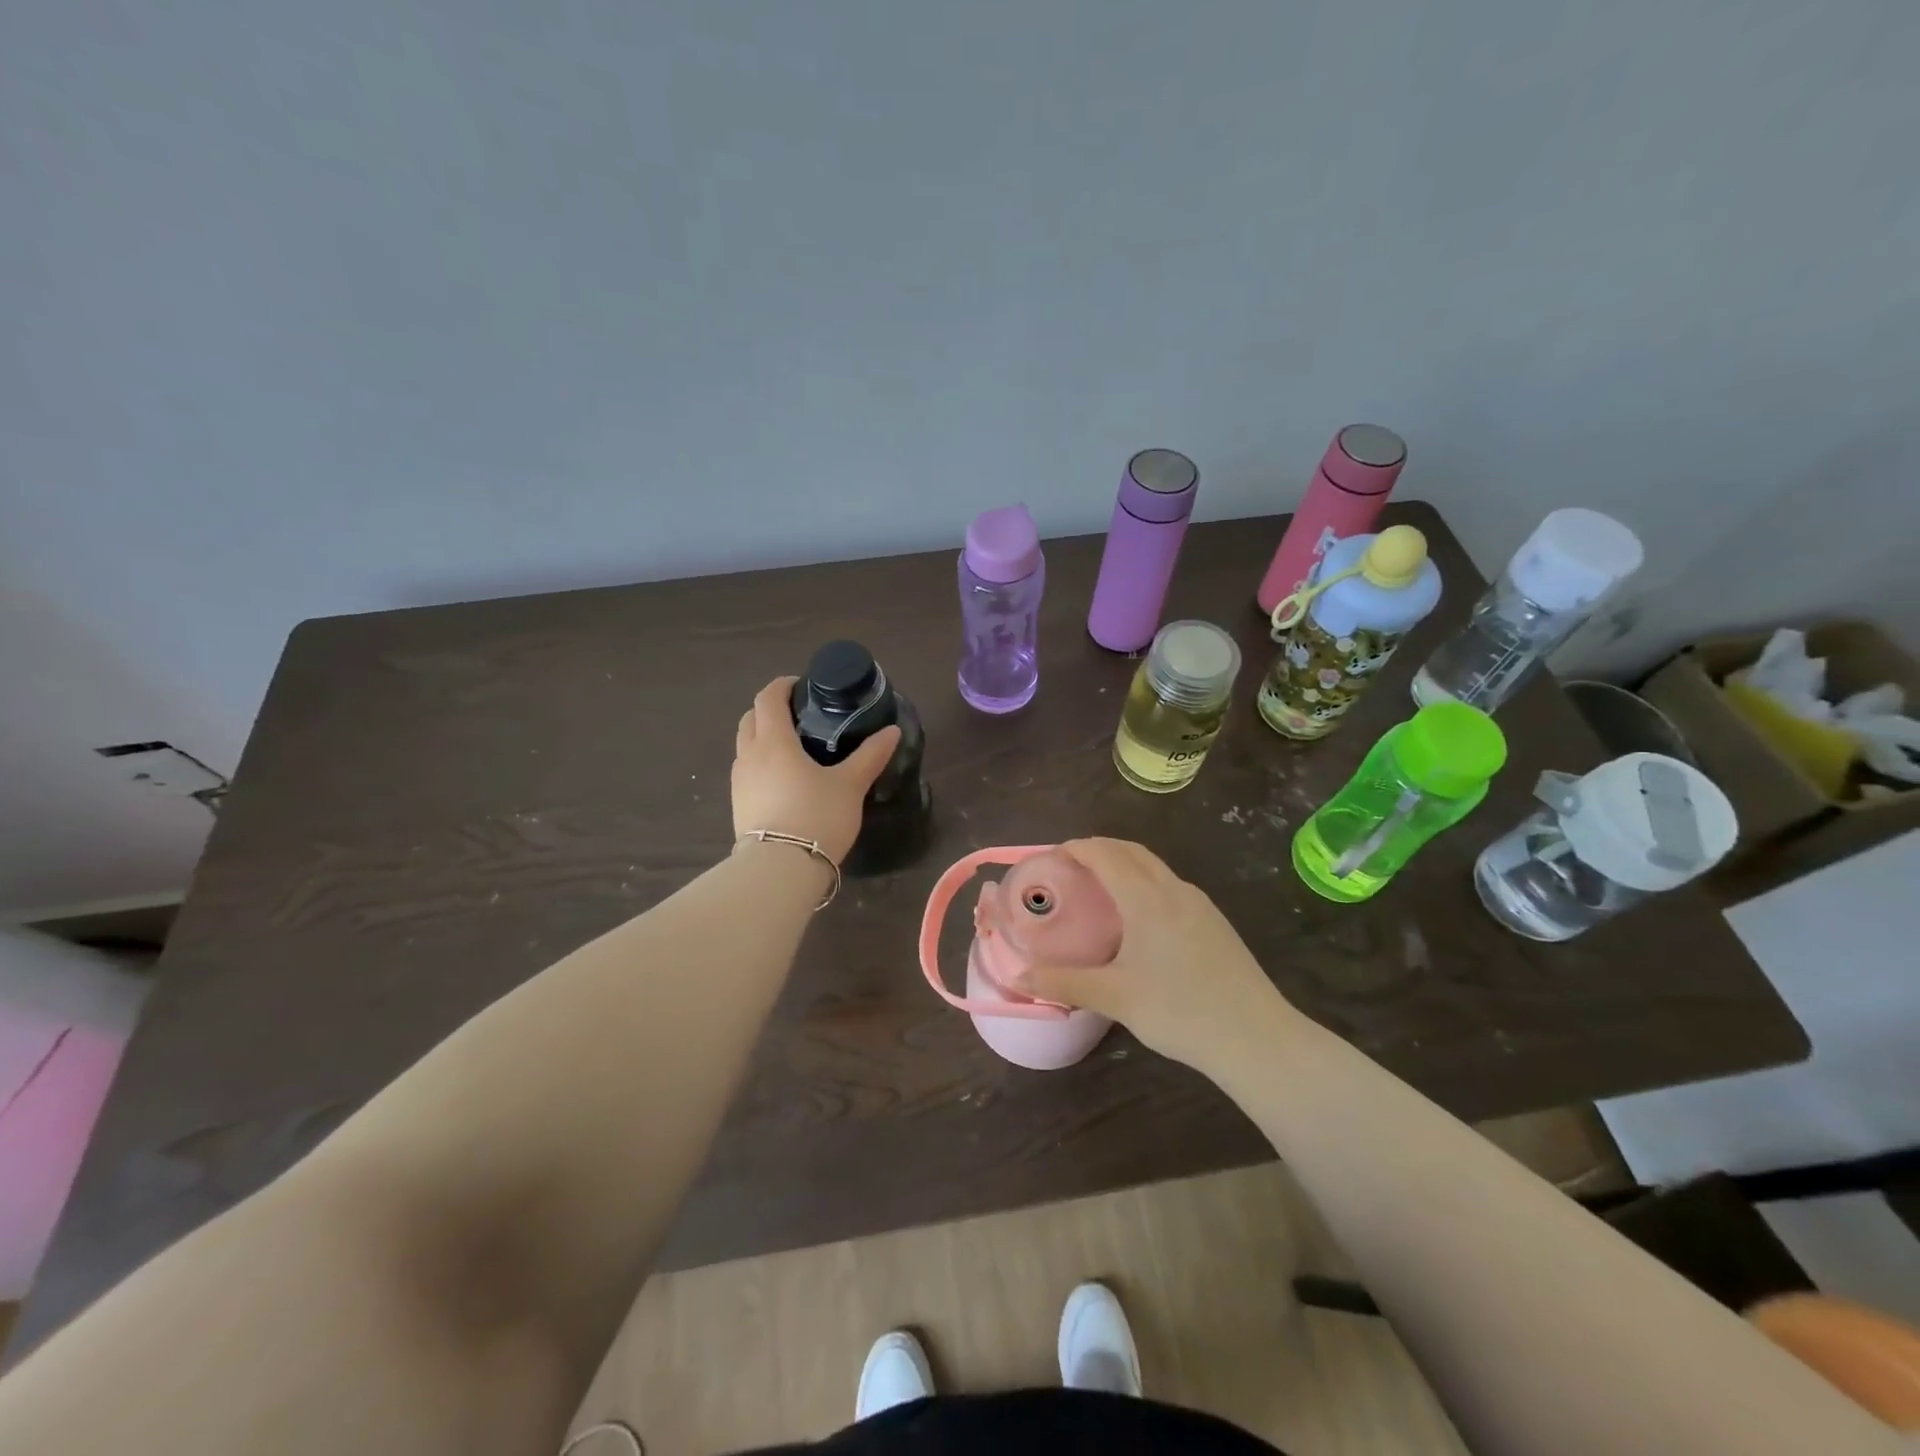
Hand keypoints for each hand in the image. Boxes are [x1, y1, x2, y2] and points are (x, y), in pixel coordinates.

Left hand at [731, 677, 900, 865]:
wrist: (780, 870)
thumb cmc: (816, 817)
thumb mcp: (850, 785)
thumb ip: (870, 756)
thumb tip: (892, 731)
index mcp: (773, 741)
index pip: (768, 698)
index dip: (782, 686)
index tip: (802, 686)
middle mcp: (749, 755)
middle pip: (750, 718)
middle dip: (771, 710)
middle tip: (800, 716)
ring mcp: (739, 782)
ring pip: (746, 746)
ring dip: (763, 737)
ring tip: (794, 748)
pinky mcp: (738, 805)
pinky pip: (747, 771)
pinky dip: (762, 763)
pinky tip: (785, 780)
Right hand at [1010, 838, 1296, 1070]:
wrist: (1257, 1038)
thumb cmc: (1180, 1012)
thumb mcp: (1115, 998)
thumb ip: (1064, 983)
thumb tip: (1017, 978)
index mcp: (1147, 898)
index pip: (1105, 854)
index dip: (1076, 848)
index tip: (1052, 856)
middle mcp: (1174, 889)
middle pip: (1131, 851)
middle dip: (1098, 849)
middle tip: (1070, 867)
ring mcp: (1199, 904)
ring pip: (1154, 867)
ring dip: (1124, 863)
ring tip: (1099, 888)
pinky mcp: (1214, 921)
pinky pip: (1170, 885)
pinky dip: (1144, 882)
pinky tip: (1138, 918)